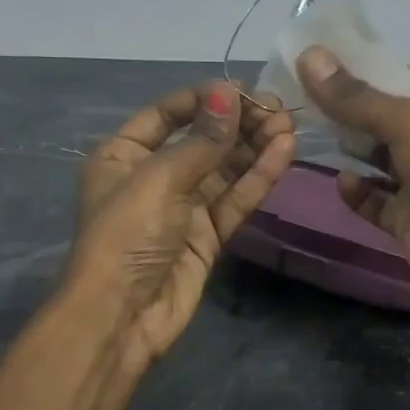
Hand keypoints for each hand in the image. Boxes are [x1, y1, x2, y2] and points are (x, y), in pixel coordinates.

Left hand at [67, 81, 295, 368]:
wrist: (121, 318)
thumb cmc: (127, 236)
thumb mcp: (159, 179)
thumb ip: (201, 140)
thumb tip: (228, 94)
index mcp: (123, 155)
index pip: (167, 113)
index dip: (204, 100)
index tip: (243, 91)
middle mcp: (153, 176)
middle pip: (201, 140)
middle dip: (238, 123)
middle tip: (278, 107)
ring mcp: (182, 208)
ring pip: (224, 170)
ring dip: (254, 147)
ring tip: (289, 125)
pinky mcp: (207, 236)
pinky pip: (234, 200)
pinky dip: (258, 178)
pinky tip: (284, 154)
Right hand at [295, 47, 409, 339]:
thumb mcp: (409, 123)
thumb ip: (356, 96)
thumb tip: (307, 56)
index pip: (398, 78)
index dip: (358, 69)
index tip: (312, 59)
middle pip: (382, 117)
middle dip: (345, 108)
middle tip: (297, 95)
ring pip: (376, 157)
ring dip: (348, 147)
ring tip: (305, 131)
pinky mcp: (407, 218)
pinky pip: (374, 199)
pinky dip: (358, 191)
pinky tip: (341, 181)